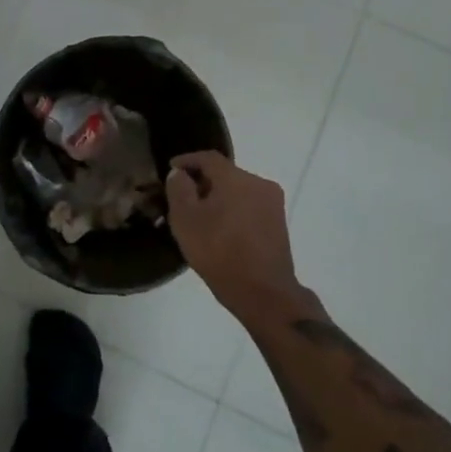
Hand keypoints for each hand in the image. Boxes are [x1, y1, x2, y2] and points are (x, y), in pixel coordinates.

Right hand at [165, 152, 306, 325]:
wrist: (264, 293)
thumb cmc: (219, 252)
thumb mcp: (185, 220)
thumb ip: (179, 189)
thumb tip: (180, 174)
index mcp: (236, 178)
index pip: (208, 158)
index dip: (187, 160)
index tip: (171, 169)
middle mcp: (259, 183)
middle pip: (225, 173)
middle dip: (203, 181)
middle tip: (183, 196)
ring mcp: (273, 204)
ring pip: (239, 190)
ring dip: (219, 197)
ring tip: (201, 215)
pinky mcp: (279, 224)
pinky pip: (250, 206)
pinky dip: (234, 210)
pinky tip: (222, 229)